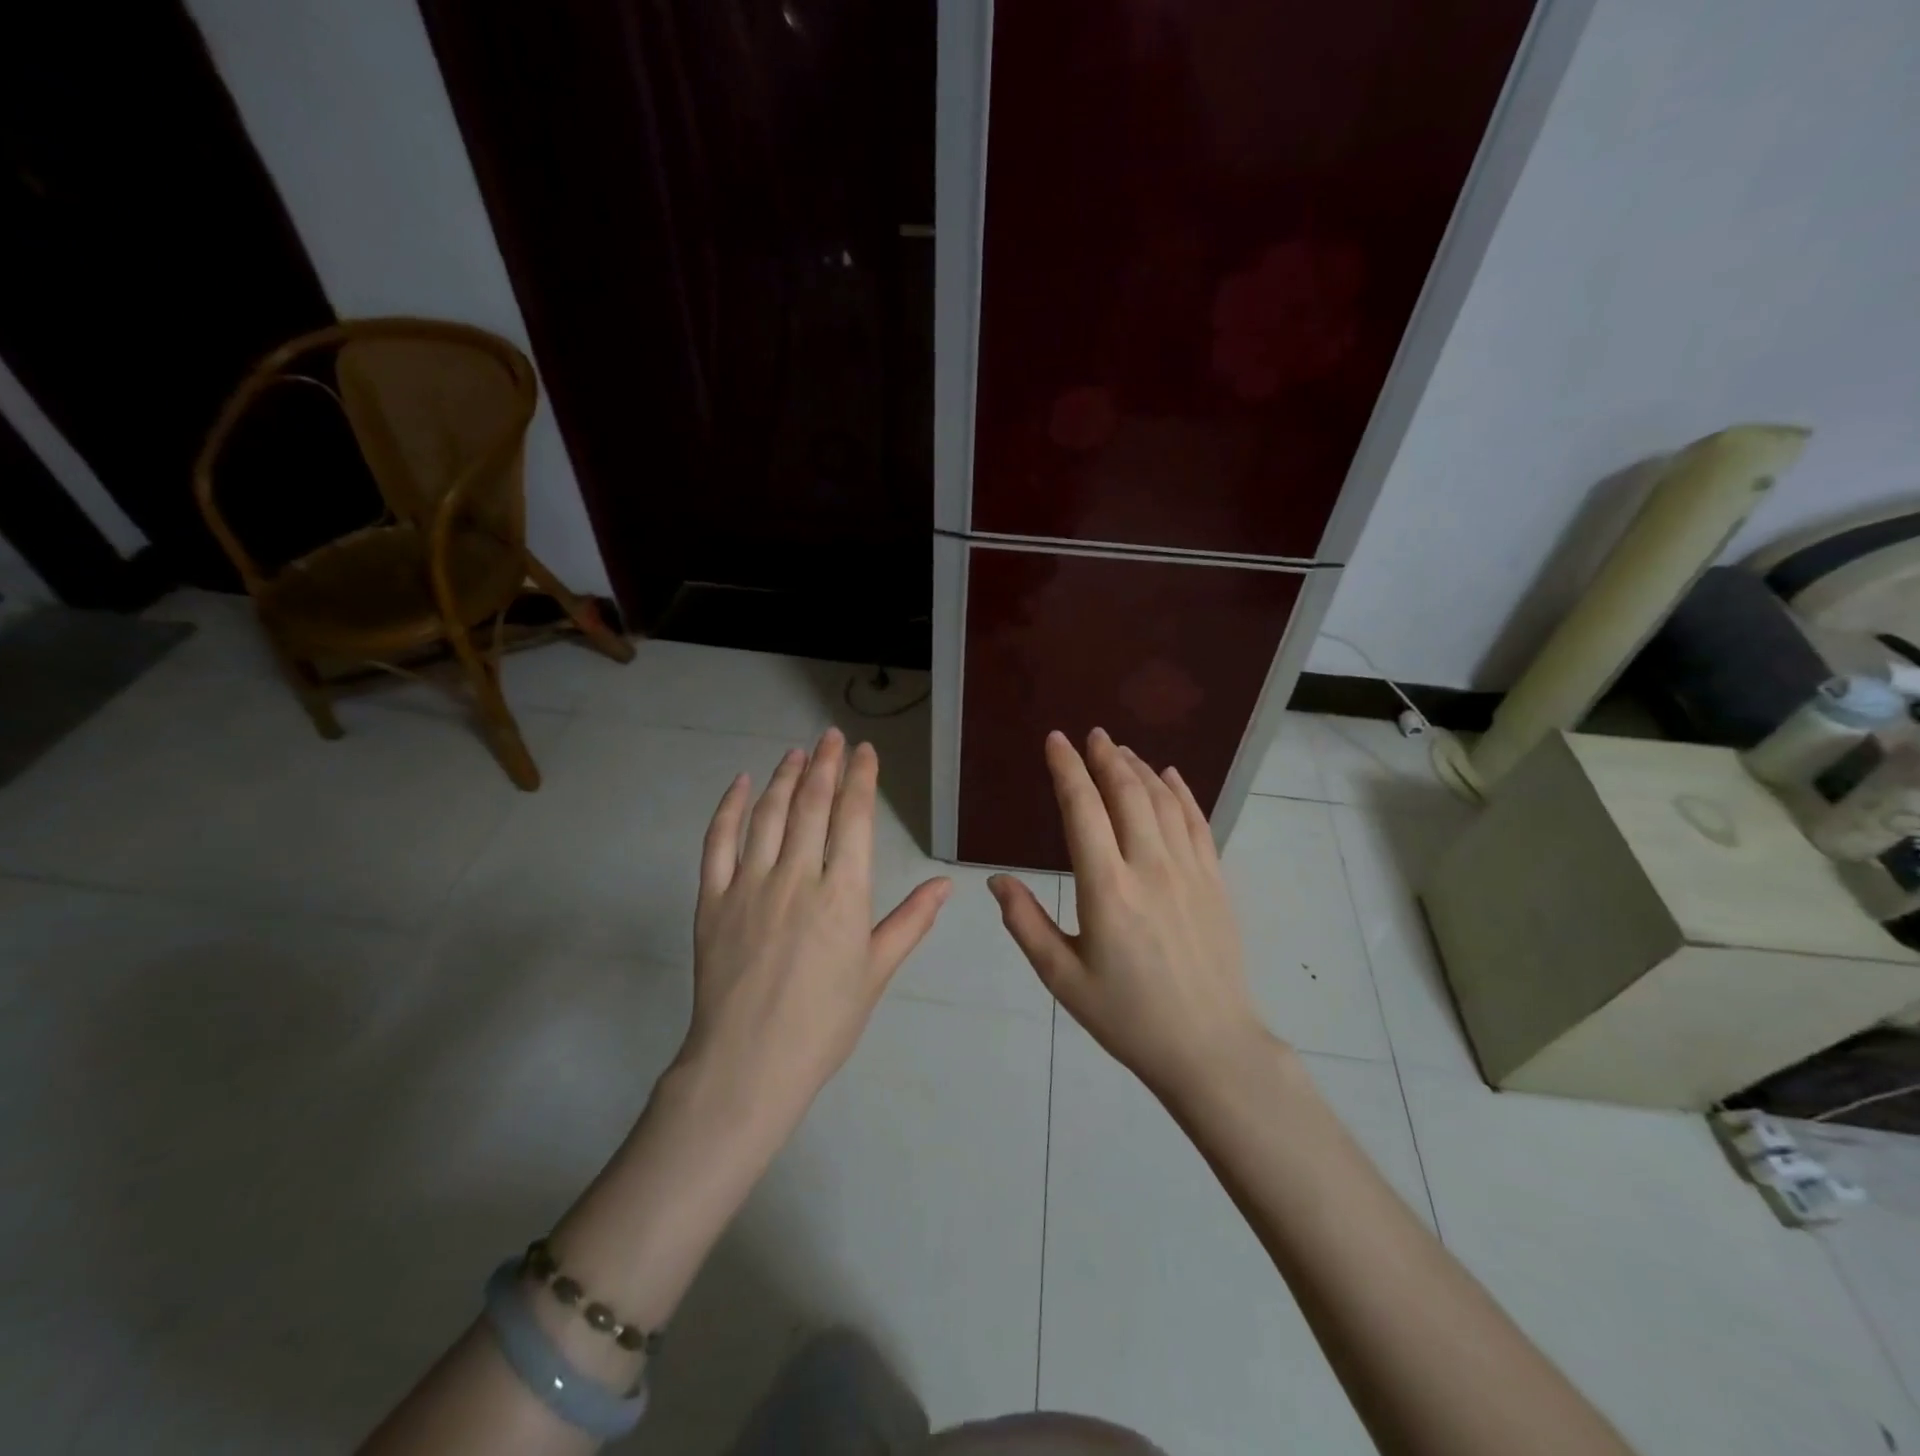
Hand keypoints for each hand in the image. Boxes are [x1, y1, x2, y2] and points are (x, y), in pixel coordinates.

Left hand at [675, 727, 952, 1144]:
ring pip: (769, 815)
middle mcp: (797, 877)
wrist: (748, 1065)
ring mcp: (749, 885)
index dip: (860, 779)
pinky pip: (718, 842)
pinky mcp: (712, 900)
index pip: (854, 818)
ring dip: (785, 777)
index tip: (864, 752)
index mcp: (843, 894)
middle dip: (825, 765)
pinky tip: (742, 784)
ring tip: (797, 751)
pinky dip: (730, 808)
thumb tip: (945, 884)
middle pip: (812, 805)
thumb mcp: (876, 973)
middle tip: (832, 736)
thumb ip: (910, 922)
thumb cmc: (824, 1023)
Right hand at [989, 728, 1274, 1102]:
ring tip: (1120, 751)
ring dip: (1139, 769)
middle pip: (1127, 793)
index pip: (1082, 811)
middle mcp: (1150, 868)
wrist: (1209, 1047)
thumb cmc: (1128, 1017)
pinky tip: (1169, 776)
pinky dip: (1181, 792)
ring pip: (1163, 801)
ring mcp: (1189, 871)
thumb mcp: (1063, 978)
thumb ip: (1025, 924)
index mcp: (1106, 890)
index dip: (1067, 770)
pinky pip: (1198, 822)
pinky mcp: (1215, 881)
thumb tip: (997, 880)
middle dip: (1105, 758)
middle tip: (1091, 735)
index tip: (1056, 741)